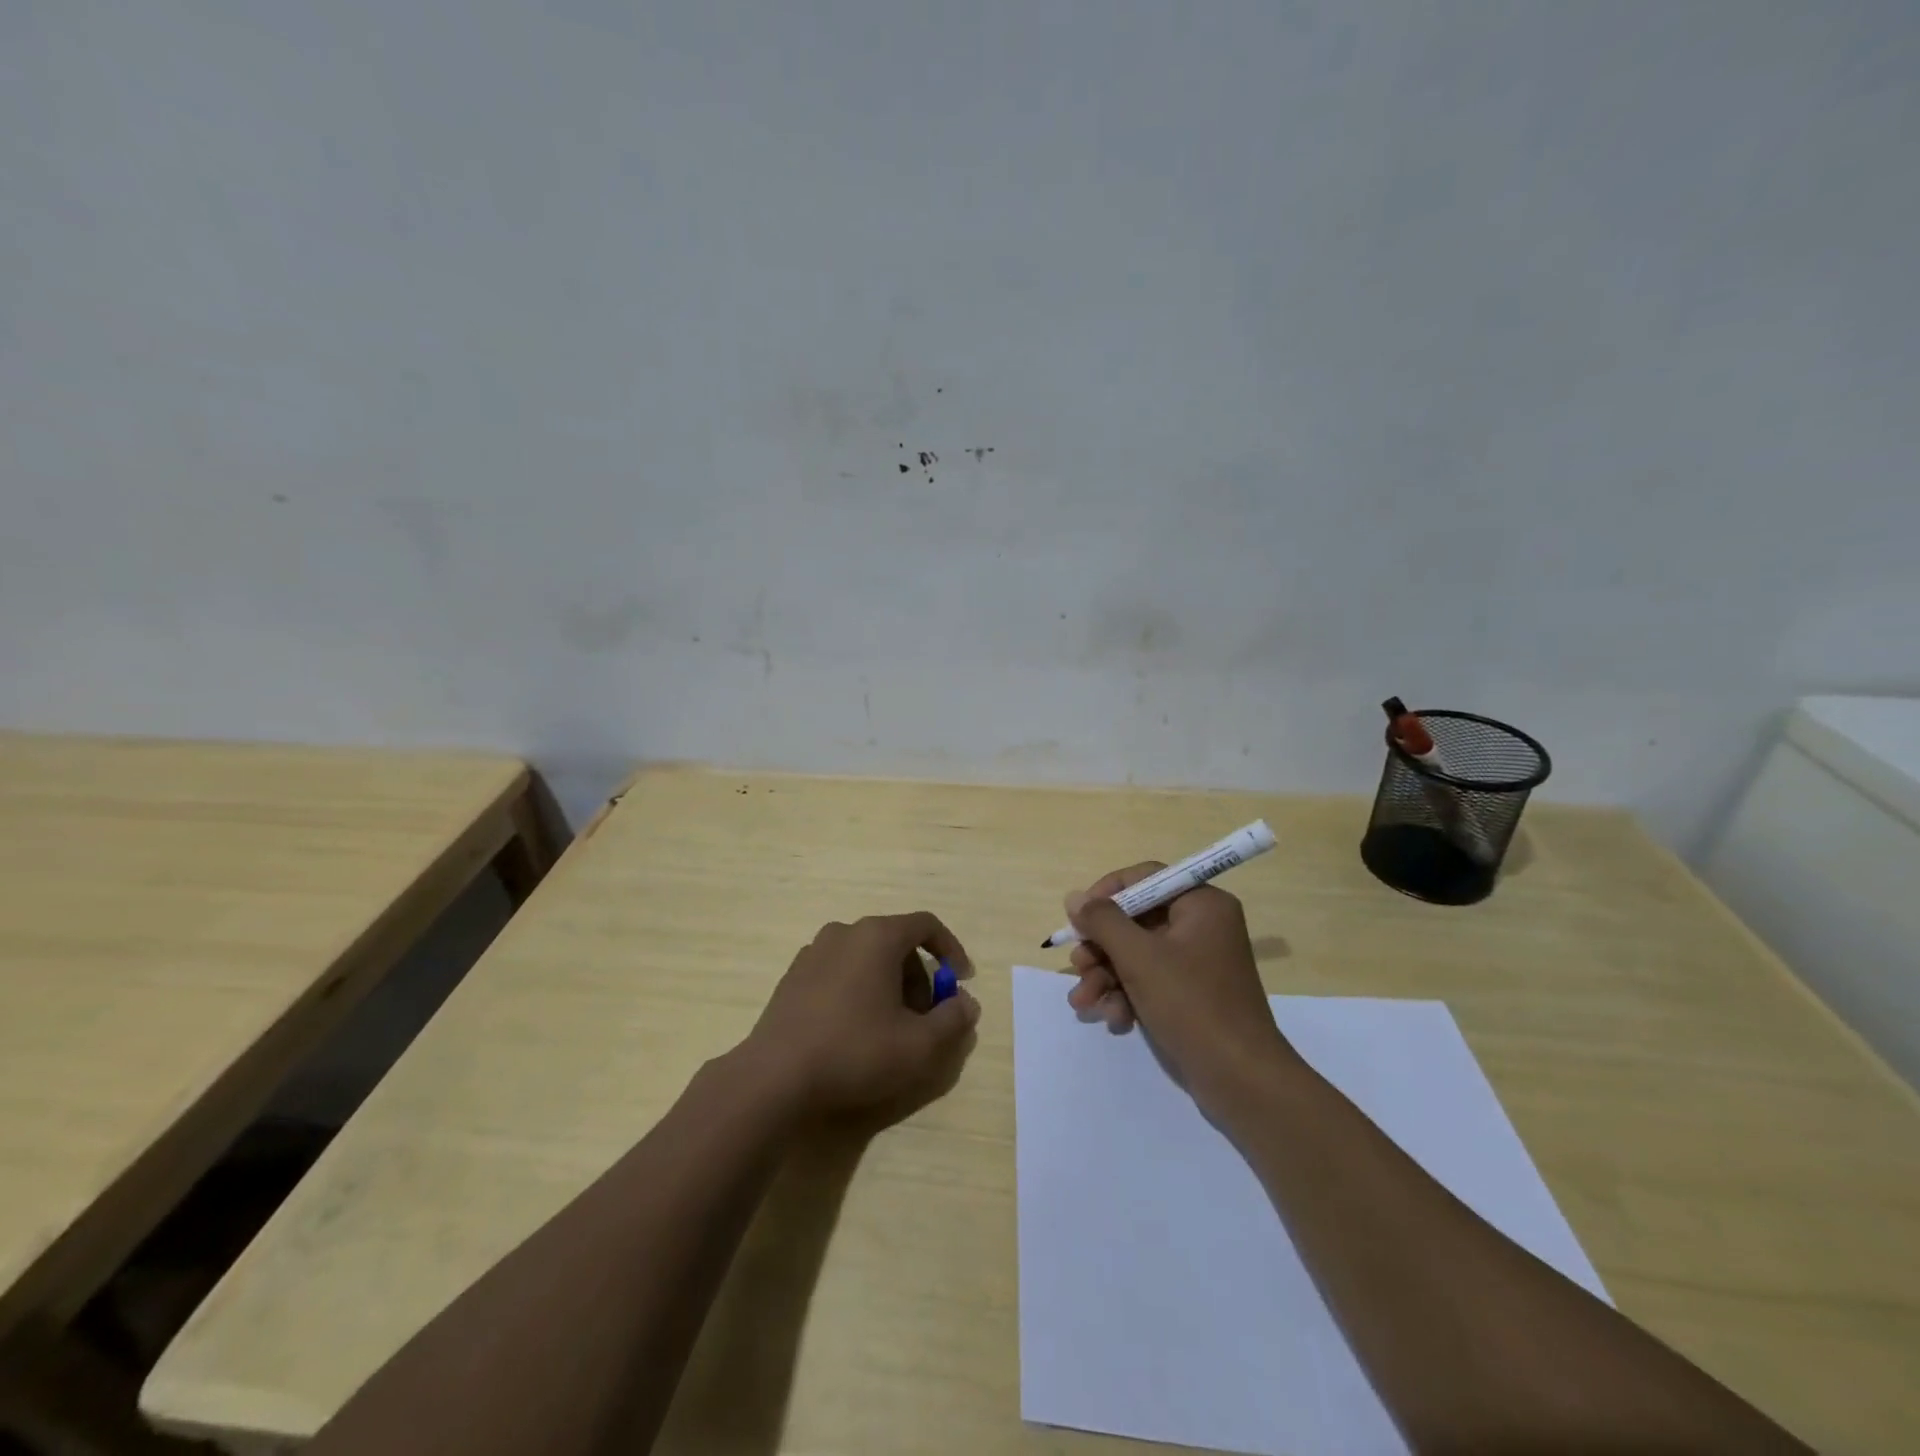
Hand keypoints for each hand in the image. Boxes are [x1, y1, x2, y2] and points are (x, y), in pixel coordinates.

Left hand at [746, 912, 980, 1119]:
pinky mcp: (793, 976)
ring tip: (891, 1027)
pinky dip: (859, 989)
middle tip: (925, 1017)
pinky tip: (854, 1030)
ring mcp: (813, 952)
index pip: (926, 925)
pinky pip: (840, 971)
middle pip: (896, 942)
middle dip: (919, 976)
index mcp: (877, 936)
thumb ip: (953, 1020)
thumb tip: (966, 1003)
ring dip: (889, 984)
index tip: (961, 982)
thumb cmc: (855, 1051)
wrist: (775, 1077)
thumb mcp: (919, 1045)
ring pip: (867, 957)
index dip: (951, 950)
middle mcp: (844, 932)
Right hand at [1064, 864, 1296, 1107]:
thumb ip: (1103, 921)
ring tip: (1084, 1002)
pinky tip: (1114, 1019)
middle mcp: (1202, 926)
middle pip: (1137, 920)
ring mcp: (1197, 962)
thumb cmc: (1191, 1005)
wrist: (1240, 1080)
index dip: (1108, 893)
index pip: (1146, 878)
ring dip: (1107, 976)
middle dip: (1102, 947)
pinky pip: (1150, 980)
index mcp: (1202, 904)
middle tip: (1078, 966)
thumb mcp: (1139, 958)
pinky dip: (1127, 995)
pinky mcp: (1191, 994)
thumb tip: (1074, 897)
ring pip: (1137, 954)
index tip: (1079, 916)